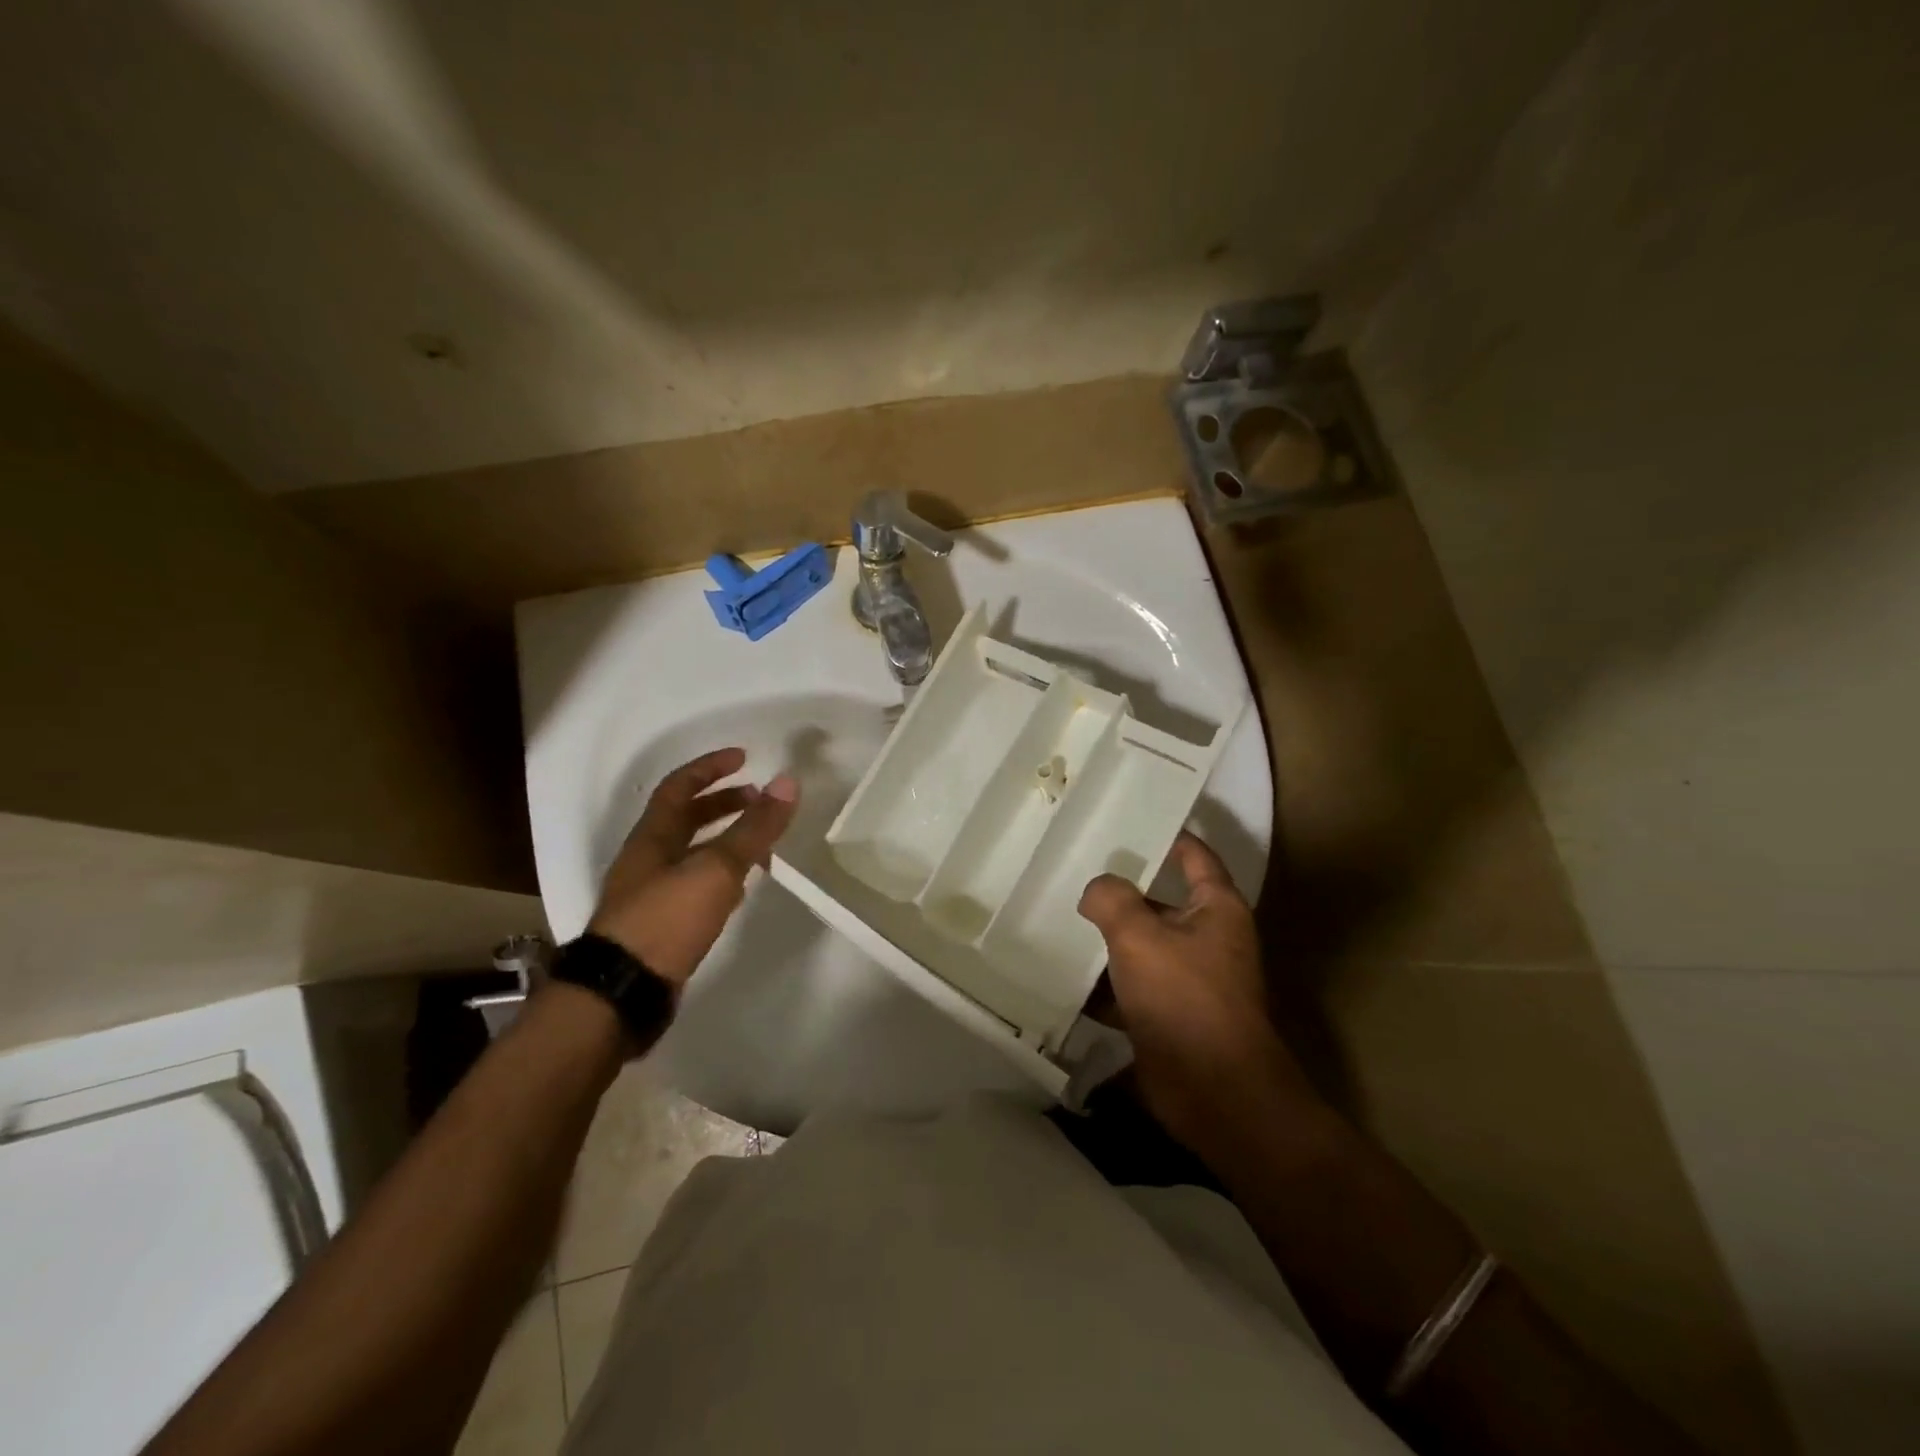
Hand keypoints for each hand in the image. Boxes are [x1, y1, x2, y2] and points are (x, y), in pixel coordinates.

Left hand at [589, 747, 798, 987]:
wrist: (622, 993)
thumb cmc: (666, 919)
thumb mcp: (716, 868)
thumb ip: (754, 828)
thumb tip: (787, 782)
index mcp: (652, 837)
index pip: (679, 787)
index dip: (711, 768)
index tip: (744, 757)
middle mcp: (647, 860)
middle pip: (684, 819)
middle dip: (722, 803)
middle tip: (758, 800)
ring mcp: (651, 894)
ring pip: (691, 853)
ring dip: (723, 840)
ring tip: (759, 842)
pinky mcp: (660, 925)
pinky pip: (694, 884)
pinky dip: (720, 875)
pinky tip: (740, 889)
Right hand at [1078, 832, 1315, 1152]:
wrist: (1215, 1094)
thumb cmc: (1185, 999)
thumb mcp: (1139, 936)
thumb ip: (1112, 900)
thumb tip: (1097, 890)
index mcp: (1216, 909)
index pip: (1193, 854)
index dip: (1166, 834)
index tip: (1128, 817)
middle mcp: (1207, 938)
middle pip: (1159, 900)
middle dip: (1119, 891)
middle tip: (1072, 871)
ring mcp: (1188, 979)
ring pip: (1140, 945)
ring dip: (1106, 940)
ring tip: (1056, 919)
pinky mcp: (1168, 1015)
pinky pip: (1130, 987)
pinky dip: (1103, 984)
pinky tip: (1063, 977)